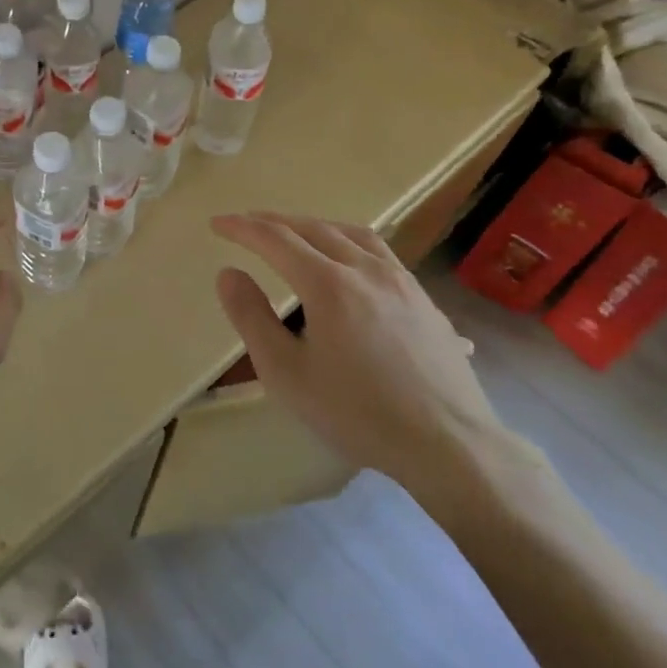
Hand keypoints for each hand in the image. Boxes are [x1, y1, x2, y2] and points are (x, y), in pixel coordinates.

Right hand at [210, 212, 507, 512]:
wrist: (449, 446)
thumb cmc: (357, 412)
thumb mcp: (286, 372)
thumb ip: (251, 317)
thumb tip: (228, 273)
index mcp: (328, 283)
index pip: (275, 239)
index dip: (242, 228)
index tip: (217, 224)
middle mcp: (365, 269)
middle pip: (313, 228)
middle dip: (274, 221)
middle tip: (247, 224)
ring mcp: (402, 282)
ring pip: (352, 233)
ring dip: (315, 225)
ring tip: (296, 233)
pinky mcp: (425, 301)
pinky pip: (381, 254)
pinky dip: (350, 244)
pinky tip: (351, 265)